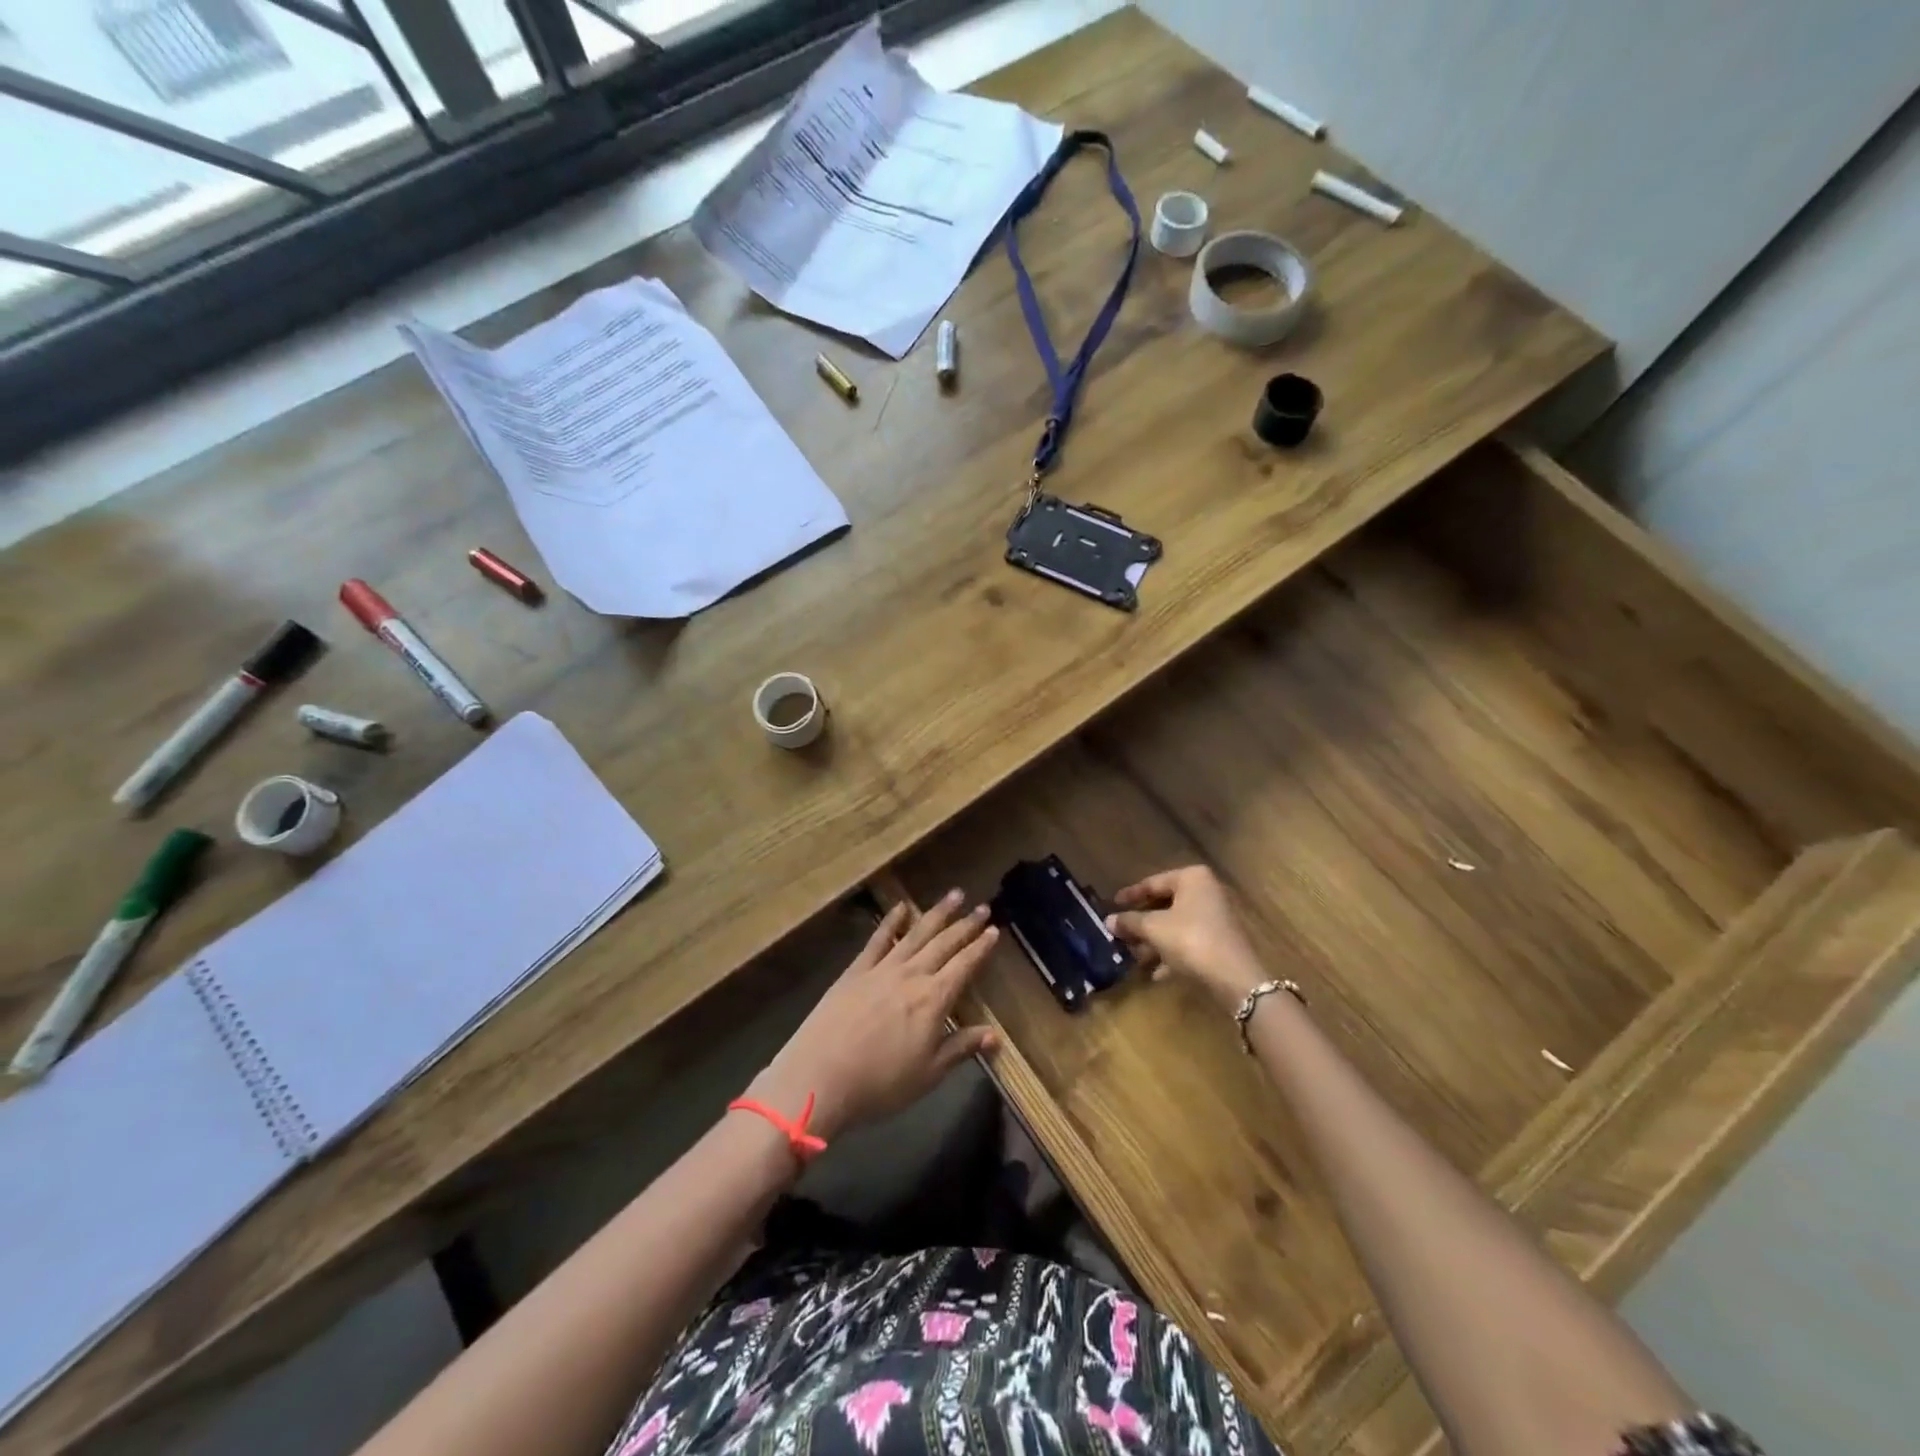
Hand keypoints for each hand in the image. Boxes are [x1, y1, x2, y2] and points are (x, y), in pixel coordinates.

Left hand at [746, 891, 998, 1139]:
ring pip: (916, 933)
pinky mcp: (856, 970)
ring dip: (937, 913)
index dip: (981, 948)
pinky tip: (902, 907)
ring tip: (954, 895)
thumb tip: (996, 1036)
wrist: (820, 1075)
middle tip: (983, 906)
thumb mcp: (929, 1073)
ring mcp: (882, 968)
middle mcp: (912, 975)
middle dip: (966, 925)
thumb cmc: (880, 1083)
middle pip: (944, 943)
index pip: (964, 966)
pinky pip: (878, 939)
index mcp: (934, 999)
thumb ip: (961, 1048)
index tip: (995, 930)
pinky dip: (892, 921)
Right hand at [1107, 865, 1264, 1008]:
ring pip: (1176, 925)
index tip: (1112, 905)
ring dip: (1154, 940)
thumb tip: (1108, 920)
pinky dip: (1171, 953)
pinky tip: (1155, 973)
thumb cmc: (1190, 940)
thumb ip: (1130, 921)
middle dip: (1142, 922)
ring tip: (1133, 955)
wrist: (1234, 978)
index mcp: (1192, 878)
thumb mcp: (1154, 928)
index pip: (1153, 882)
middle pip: (1165, 904)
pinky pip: (1189, 942)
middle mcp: (1207, 891)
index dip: (1130, 895)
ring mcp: (1216, 917)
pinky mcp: (1220, 941)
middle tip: (1121, 932)